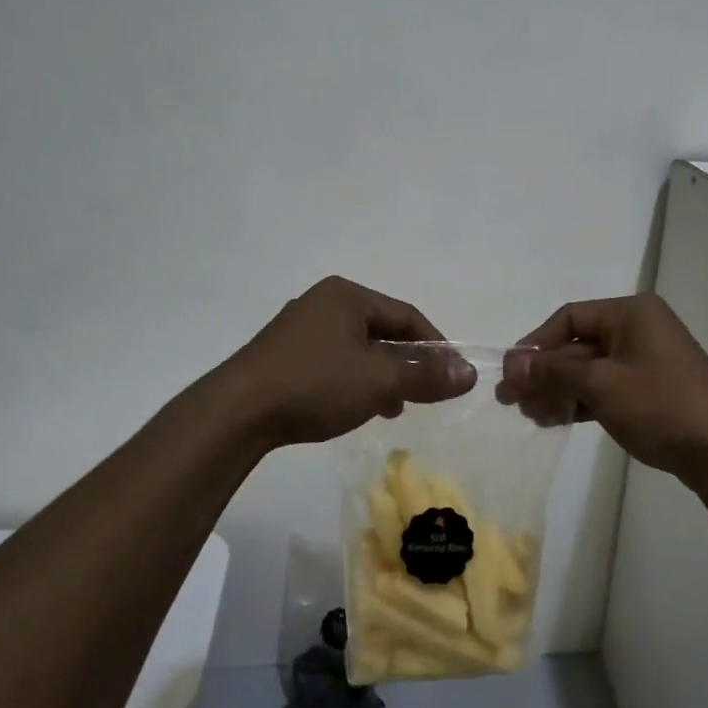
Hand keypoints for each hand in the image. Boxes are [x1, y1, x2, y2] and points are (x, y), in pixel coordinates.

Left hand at [227, 277, 475, 447]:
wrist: (237, 412)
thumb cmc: (316, 384)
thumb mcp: (381, 380)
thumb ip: (427, 376)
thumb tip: (470, 373)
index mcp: (347, 295)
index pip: (407, 314)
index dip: (435, 344)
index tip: (451, 375)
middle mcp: (322, 303)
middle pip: (381, 330)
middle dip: (406, 363)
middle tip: (423, 394)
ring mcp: (297, 329)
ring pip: (356, 349)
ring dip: (380, 376)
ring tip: (392, 407)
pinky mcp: (280, 356)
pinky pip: (331, 362)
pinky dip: (352, 381)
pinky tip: (355, 408)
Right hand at [497, 294, 707, 485]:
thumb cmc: (661, 406)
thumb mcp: (600, 384)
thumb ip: (552, 370)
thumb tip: (512, 363)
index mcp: (631, 312)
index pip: (569, 318)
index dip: (535, 344)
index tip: (511, 374)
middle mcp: (639, 328)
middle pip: (578, 344)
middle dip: (544, 372)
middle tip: (512, 401)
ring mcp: (648, 360)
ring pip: (590, 369)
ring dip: (559, 390)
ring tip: (532, 416)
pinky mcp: (652, 390)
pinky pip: (607, 387)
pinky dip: (582, 401)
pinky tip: (558, 419)